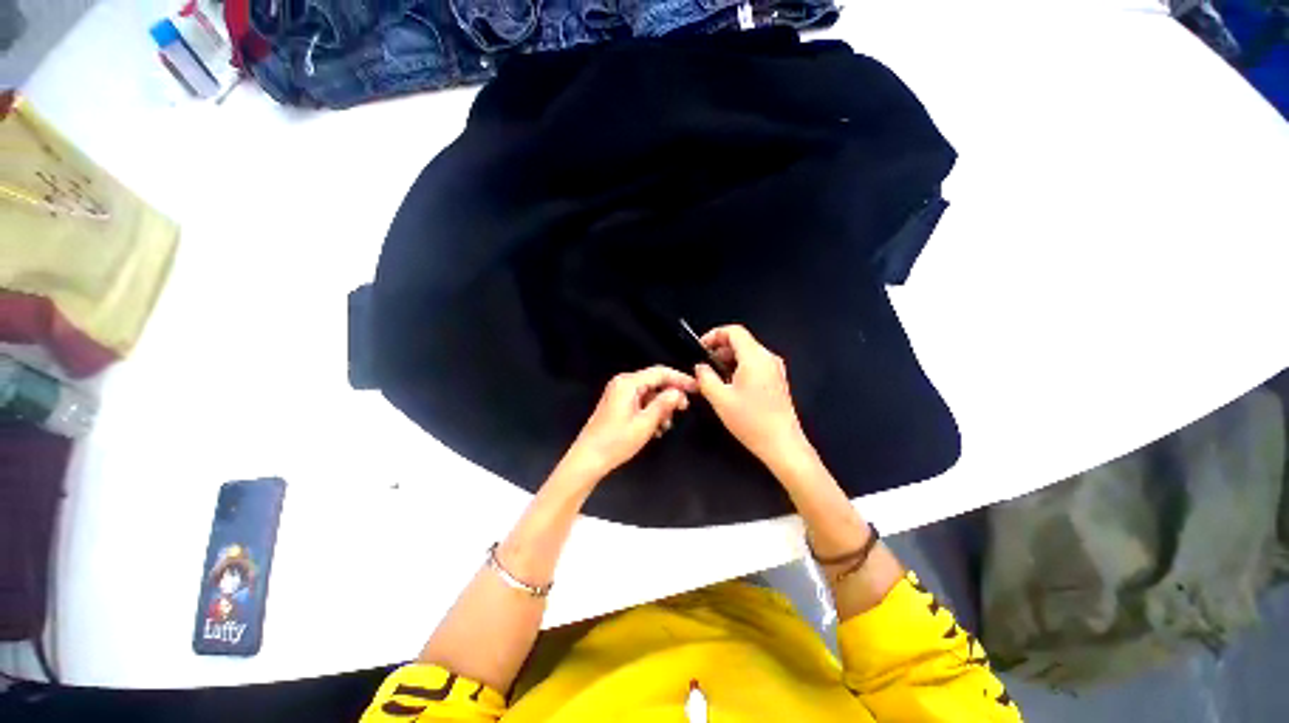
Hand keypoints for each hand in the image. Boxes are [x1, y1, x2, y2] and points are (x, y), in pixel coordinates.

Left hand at [563, 366, 696, 478]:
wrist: (588, 458)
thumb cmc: (615, 442)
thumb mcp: (644, 424)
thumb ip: (663, 404)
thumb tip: (678, 393)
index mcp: (627, 383)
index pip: (660, 372)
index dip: (680, 379)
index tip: (696, 388)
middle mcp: (623, 383)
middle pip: (655, 382)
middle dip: (670, 395)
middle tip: (683, 409)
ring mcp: (619, 393)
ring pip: (649, 393)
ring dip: (661, 407)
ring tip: (666, 425)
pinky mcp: (618, 404)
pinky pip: (641, 401)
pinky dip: (651, 411)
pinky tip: (656, 428)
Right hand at [694, 325, 811, 470]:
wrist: (782, 444)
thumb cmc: (752, 421)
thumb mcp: (720, 399)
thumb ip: (705, 377)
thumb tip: (700, 367)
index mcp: (755, 357)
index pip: (734, 331)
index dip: (714, 334)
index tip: (701, 347)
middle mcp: (768, 358)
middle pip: (741, 341)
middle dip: (720, 349)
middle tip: (705, 366)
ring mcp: (775, 369)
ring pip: (748, 353)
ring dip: (729, 360)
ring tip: (715, 378)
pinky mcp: (777, 380)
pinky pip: (755, 365)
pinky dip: (739, 368)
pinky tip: (730, 387)